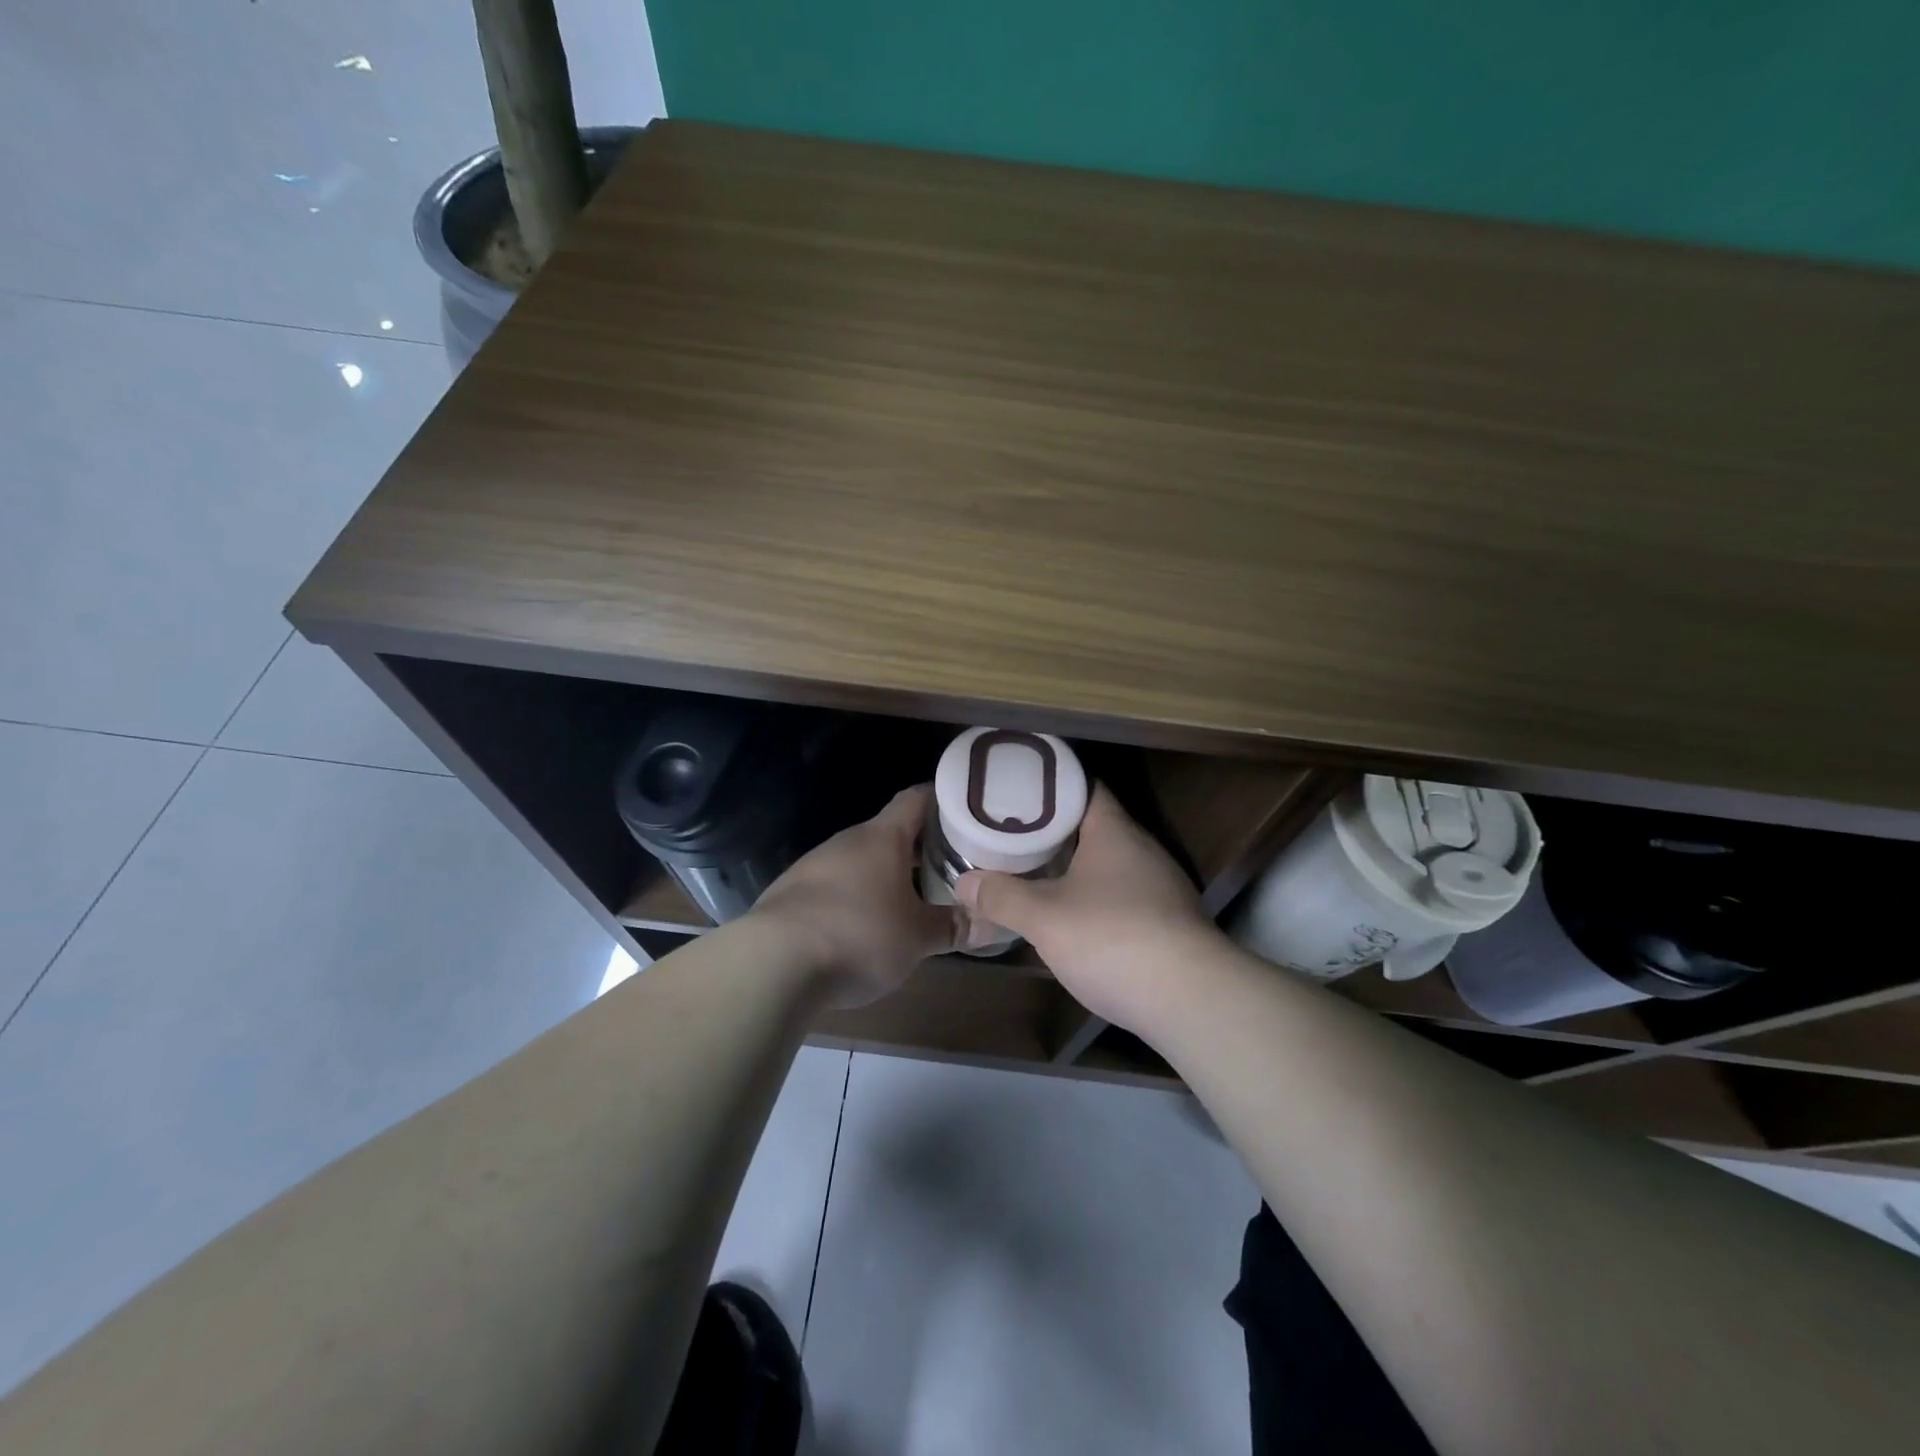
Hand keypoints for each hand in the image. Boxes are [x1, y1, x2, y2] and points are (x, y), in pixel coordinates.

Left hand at [750, 785, 957, 1006]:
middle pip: (891, 831)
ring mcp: (814, 865)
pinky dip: (858, 895)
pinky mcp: (792, 893)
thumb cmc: (858, 935)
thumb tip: (991, 923)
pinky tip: (866, 924)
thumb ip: (954, 927)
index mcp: (882, 837)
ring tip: (915, 897)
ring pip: (862, 859)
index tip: (968, 810)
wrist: (772, 963)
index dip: (943, 799)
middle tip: (953, 863)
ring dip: (888, 873)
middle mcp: (847, 841)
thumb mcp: (917, 937)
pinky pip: (836, 884)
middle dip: (921, 846)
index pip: (916, 798)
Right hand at [956, 785, 1224, 1035]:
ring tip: (1035, 871)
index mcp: (1114, 831)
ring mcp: (1161, 887)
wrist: (1190, 1000)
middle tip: (1012, 833)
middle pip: (1094, 825)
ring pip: (1109, 863)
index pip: (1083, 787)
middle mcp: (1142, 849)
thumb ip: (1001, 896)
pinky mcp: (1169, 922)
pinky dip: (1095, 897)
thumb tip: (963, 883)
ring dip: (1075, 866)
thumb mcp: (1043, 917)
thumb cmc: (1111, 938)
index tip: (1016, 790)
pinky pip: (1123, 895)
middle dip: (1054, 829)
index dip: (1050, 786)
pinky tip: (1073, 918)